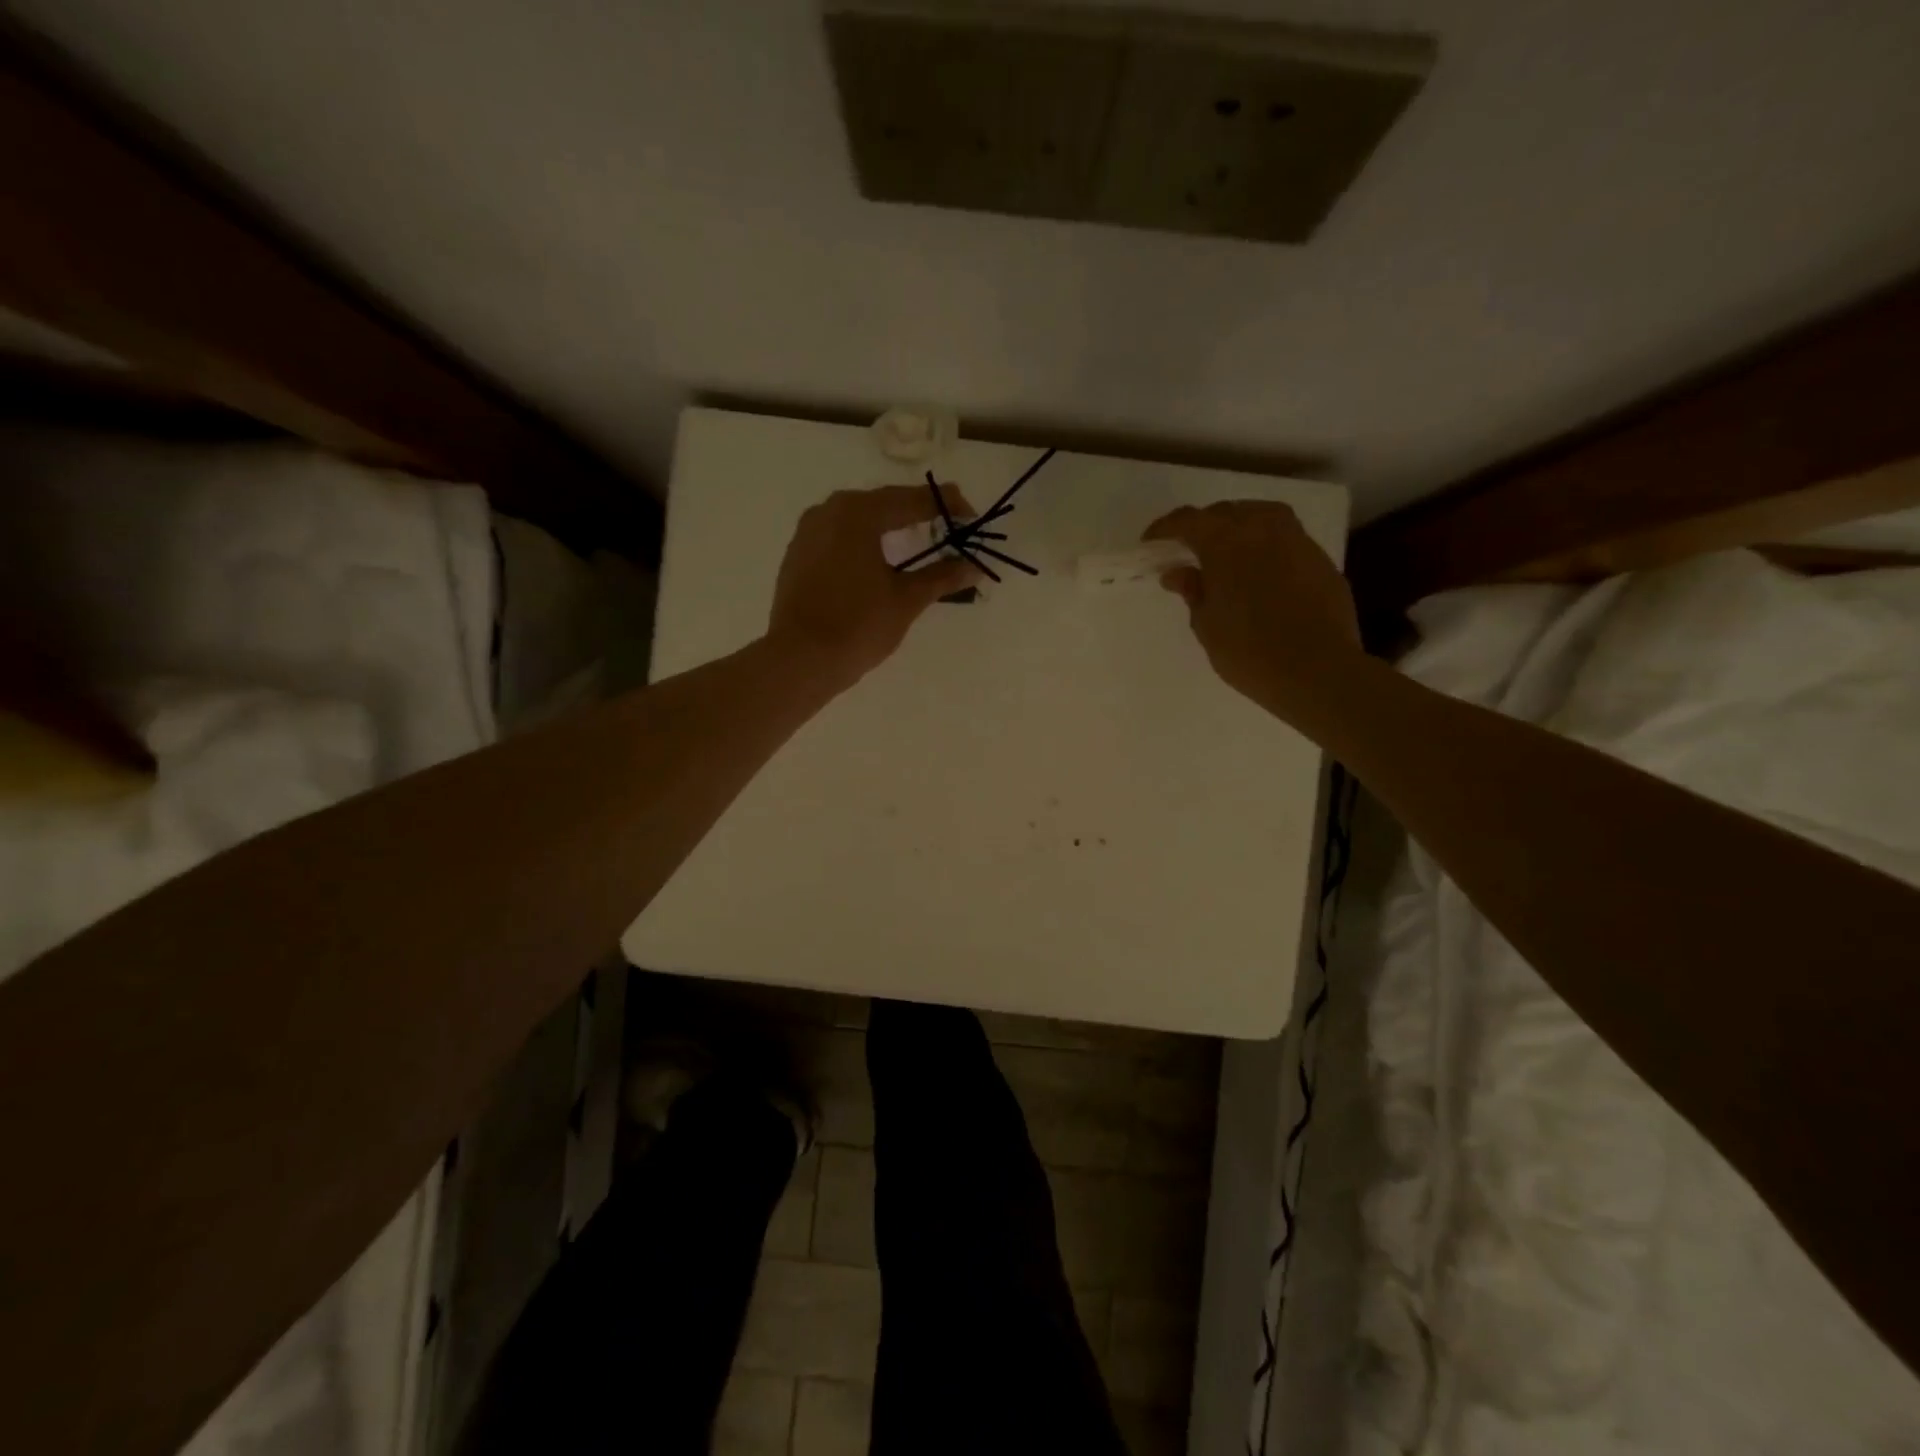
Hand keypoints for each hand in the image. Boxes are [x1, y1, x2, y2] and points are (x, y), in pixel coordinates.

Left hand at [768, 484, 980, 688]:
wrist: (799, 660)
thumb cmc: (858, 625)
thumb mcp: (907, 600)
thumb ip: (942, 576)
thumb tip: (974, 567)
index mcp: (858, 513)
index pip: (912, 499)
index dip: (946, 507)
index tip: (971, 518)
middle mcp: (829, 511)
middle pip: (883, 504)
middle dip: (918, 513)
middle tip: (949, 526)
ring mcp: (808, 532)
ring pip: (858, 520)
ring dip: (889, 526)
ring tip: (917, 541)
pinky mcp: (798, 555)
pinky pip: (839, 537)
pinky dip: (864, 543)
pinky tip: (878, 560)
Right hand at [1143, 501, 1361, 722]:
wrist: (1318, 671)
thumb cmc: (1249, 652)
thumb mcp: (1207, 625)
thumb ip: (1193, 591)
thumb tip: (1178, 572)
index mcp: (1226, 542)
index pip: (1187, 520)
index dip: (1165, 528)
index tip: (1150, 543)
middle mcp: (1262, 529)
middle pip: (1225, 512)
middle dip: (1203, 526)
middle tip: (1188, 550)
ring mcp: (1296, 540)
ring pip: (1260, 516)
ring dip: (1238, 527)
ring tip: (1226, 552)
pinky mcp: (1320, 559)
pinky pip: (1284, 538)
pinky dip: (1265, 545)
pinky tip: (1260, 570)